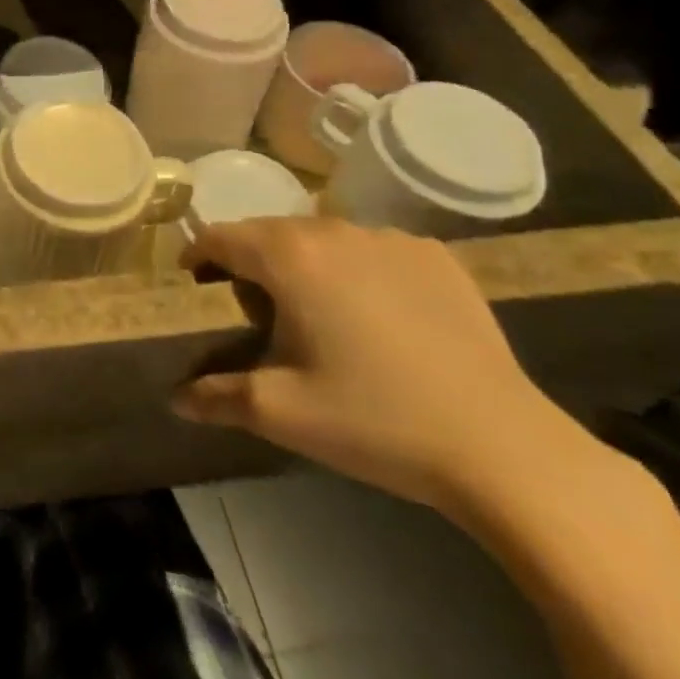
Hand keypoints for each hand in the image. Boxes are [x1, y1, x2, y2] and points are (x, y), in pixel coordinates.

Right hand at [174, 217, 598, 519]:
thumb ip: (217, 397)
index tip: (194, 283)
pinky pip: (374, 250)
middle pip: (270, 232)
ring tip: (317, 314)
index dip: (199, 255)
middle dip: (250, 263)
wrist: (503, 447)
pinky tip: (378, 316)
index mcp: (289, 257)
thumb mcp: (282, 413)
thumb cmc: (376, 421)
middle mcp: (333, 231)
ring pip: (323, 238)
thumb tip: (176, 399)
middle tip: (254, 311)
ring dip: (304, 264)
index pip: (222, 236)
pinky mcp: (436, 257)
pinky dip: (358, 270)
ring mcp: (390, 239)